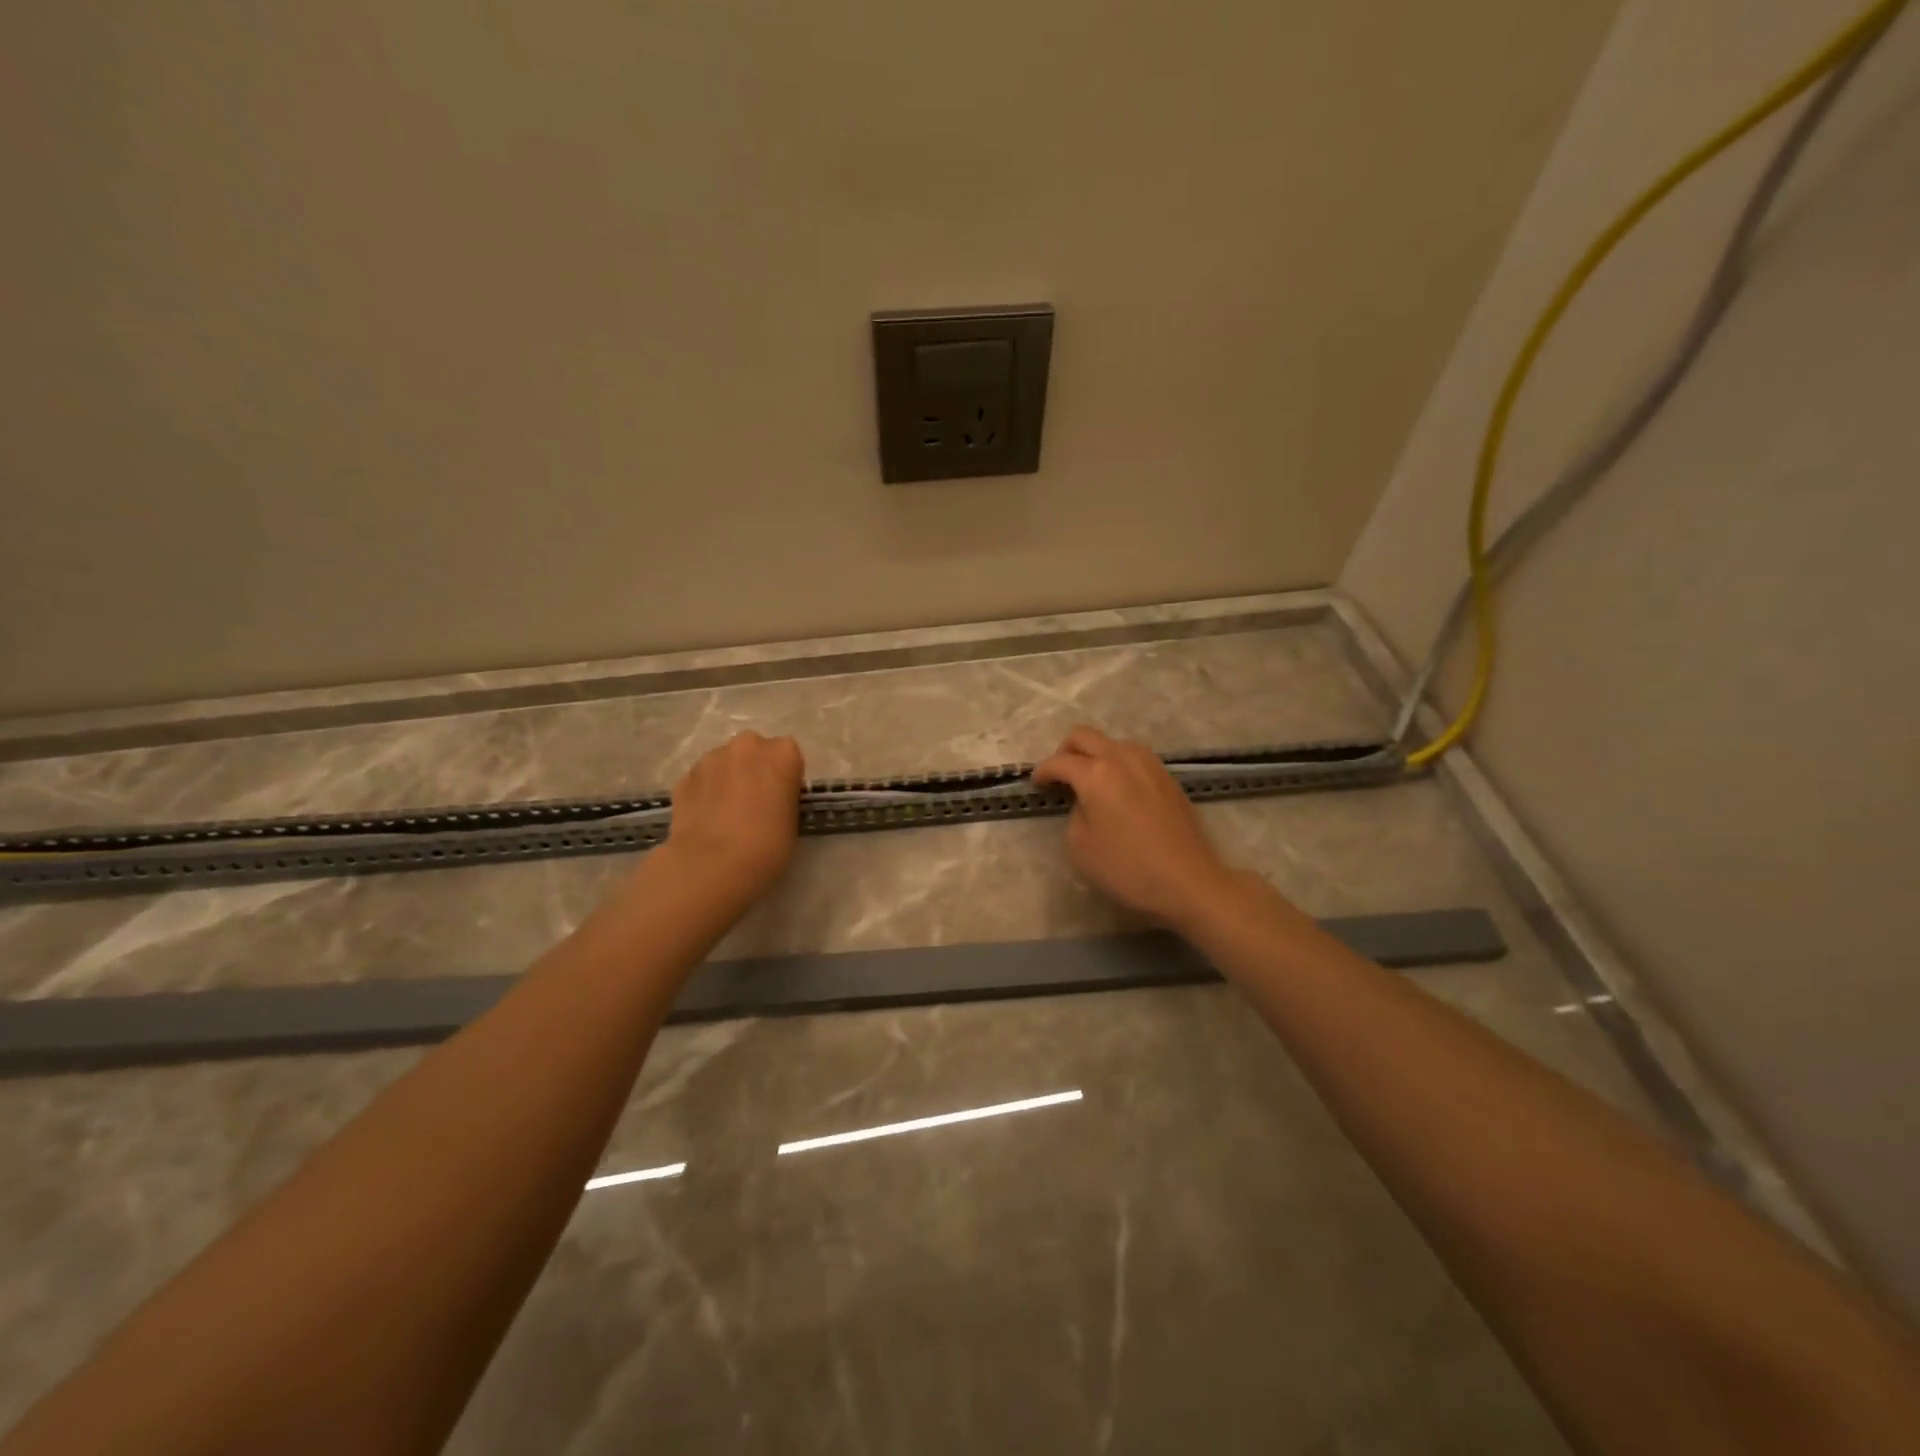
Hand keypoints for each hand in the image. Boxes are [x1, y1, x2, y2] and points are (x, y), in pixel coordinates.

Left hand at [663, 731, 804, 902]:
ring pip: (725, 762)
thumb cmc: (766, 847)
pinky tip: (706, 819)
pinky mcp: (684, 776)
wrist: (711, 866)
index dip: (785, 777)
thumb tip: (770, 798)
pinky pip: (702, 780)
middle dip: (754, 770)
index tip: (781, 799)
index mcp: (782, 753)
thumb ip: (784, 798)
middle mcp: (747, 745)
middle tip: (754, 802)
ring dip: (728, 778)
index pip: (789, 756)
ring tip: (726, 814)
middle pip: (755, 751)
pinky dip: (705, 792)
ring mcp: (711, 758)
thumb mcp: (793, 821)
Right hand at [1033, 726, 1241, 930]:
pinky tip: (1119, 790)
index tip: (1037, 785)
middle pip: (1085, 736)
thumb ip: (1075, 814)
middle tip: (1059, 776)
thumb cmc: (1128, 869)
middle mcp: (1122, 758)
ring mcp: (1150, 764)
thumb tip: (1086, 802)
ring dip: (1095, 754)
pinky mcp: (1168, 777)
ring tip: (1090, 782)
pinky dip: (1118, 765)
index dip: (1042, 772)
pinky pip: (1134, 757)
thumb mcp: (1080, 848)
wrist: (1189, 881)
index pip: (1059, 761)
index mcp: (1096, 774)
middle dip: (1065, 751)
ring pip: (1112, 742)